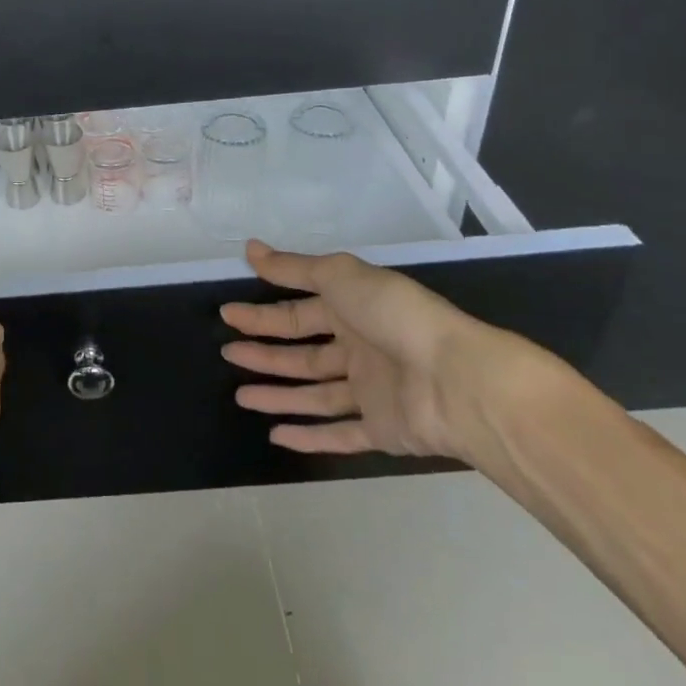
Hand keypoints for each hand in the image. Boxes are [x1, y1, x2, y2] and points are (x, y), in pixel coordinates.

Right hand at [220, 240, 548, 462]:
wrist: (458, 379)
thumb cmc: (395, 316)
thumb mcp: (340, 276)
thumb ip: (294, 268)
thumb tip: (250, 248)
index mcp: (353, 310)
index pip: (298, 312)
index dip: (262, 314)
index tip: (227, 314)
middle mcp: (360, 348)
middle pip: (302, 352)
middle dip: (264, 352)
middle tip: (227, 352)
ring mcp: (371, 392)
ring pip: (314, 394)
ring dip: (277, 394)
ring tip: (239, 396)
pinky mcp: (382, 431)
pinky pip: (340, 434)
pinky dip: (309, 437)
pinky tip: (276, 436)